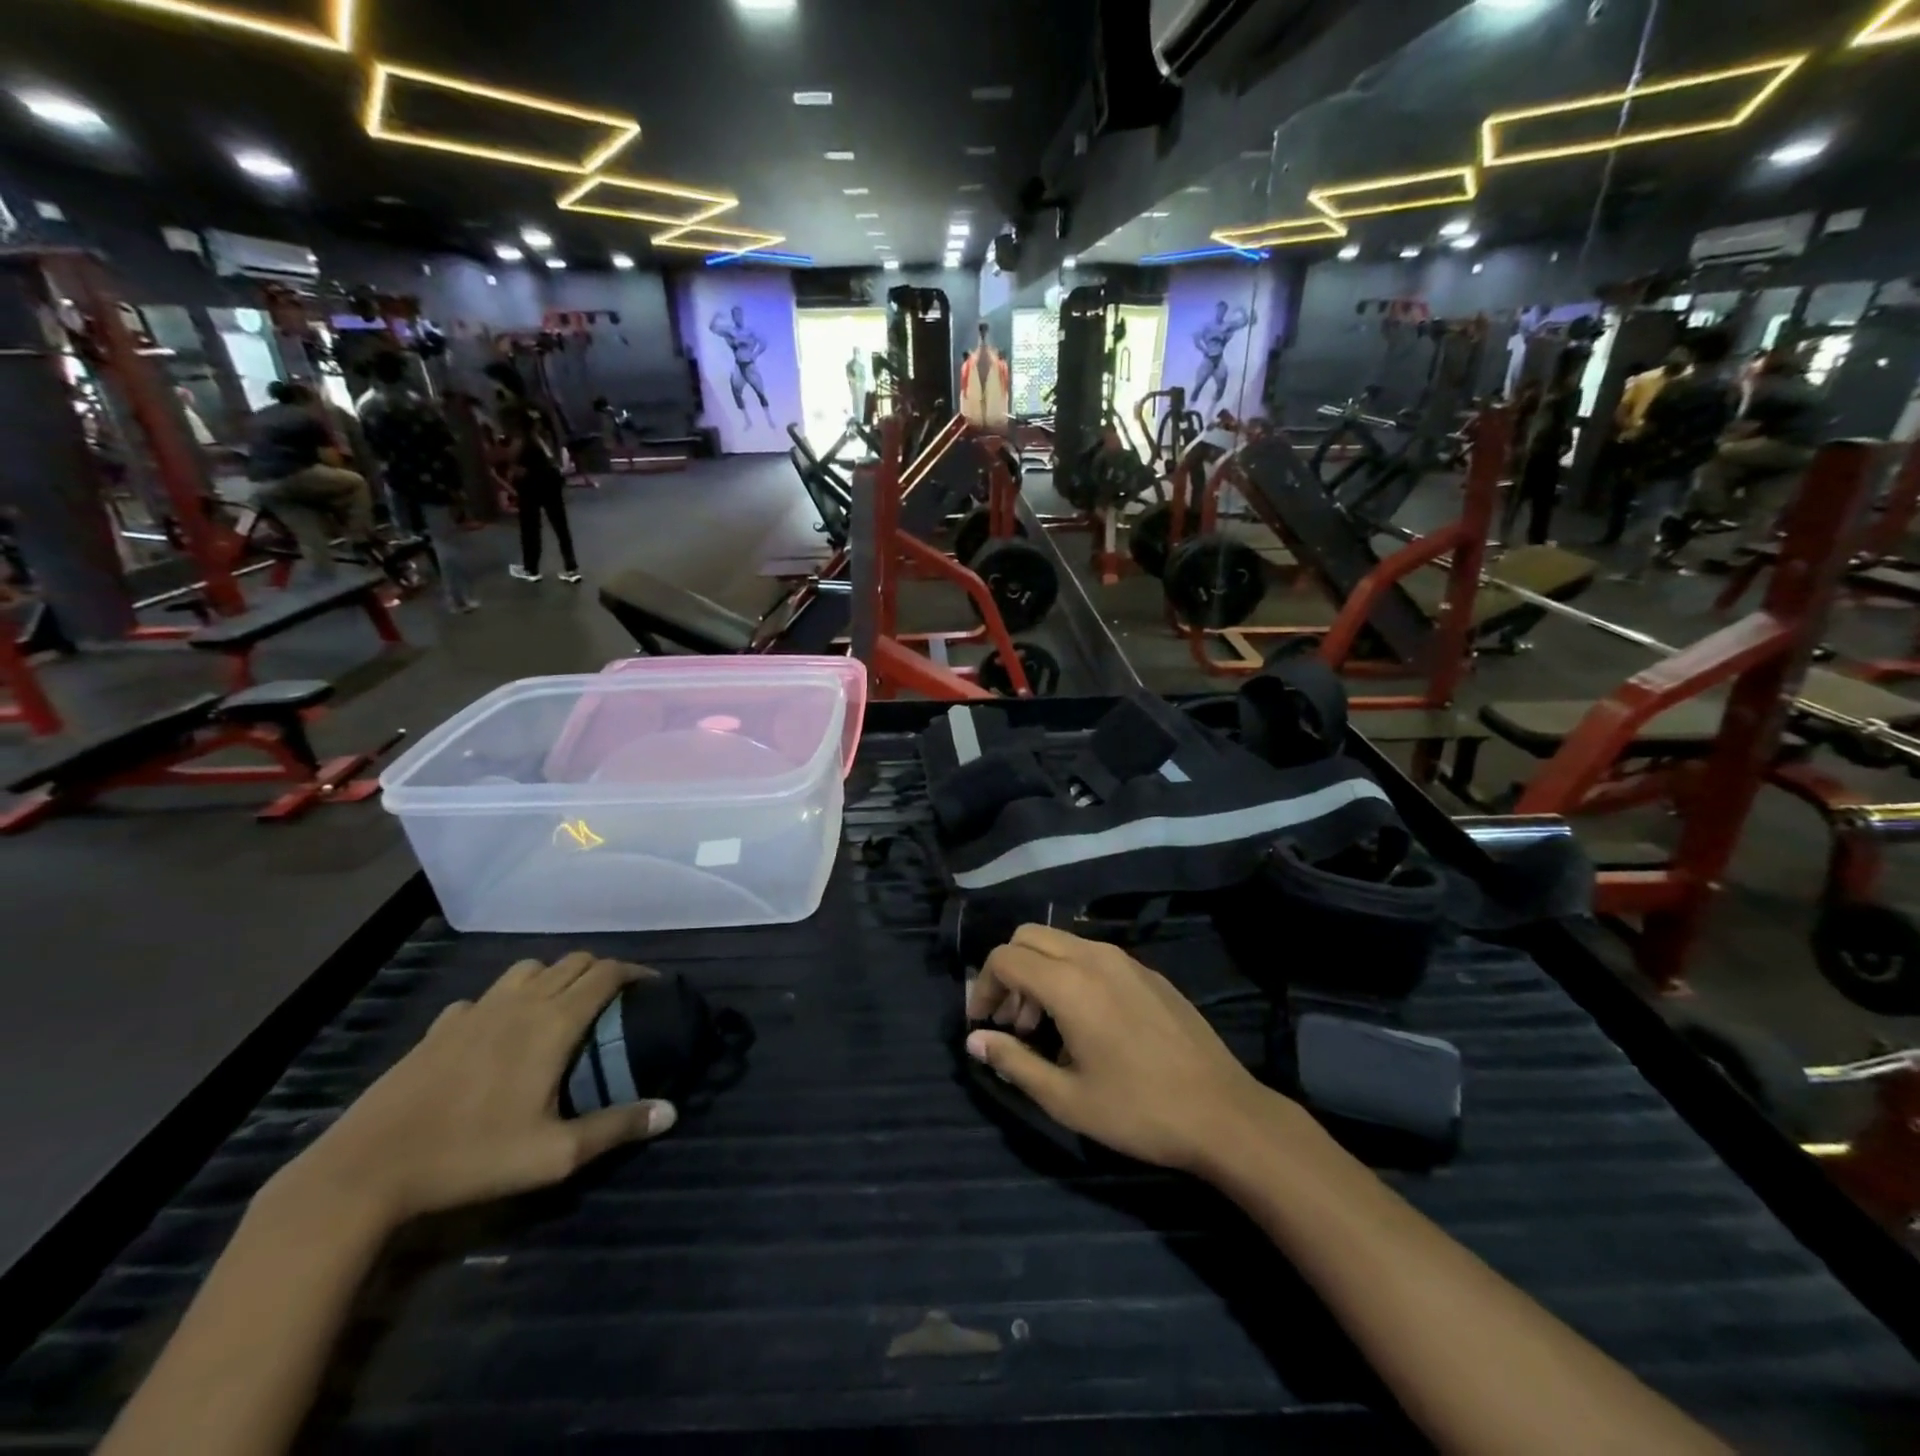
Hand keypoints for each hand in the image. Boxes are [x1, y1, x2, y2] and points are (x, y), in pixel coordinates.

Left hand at [271, 954, 675, 1228]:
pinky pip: (486, 995)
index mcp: (553, 1022)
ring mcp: (476, 1010)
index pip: (606, 973)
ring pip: (529, 968)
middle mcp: (520, 1002)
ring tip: (562, 1005)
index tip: (652, 987)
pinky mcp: (441, 1026)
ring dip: (555, 975)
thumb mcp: (554, 1154)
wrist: (367, 1170)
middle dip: (601, 970)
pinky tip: (500, 1030)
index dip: (635, 972)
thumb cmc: (471, 1157)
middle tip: (615, 999)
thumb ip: (616, 1128)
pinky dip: (507, 999)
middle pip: (573, 961)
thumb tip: (670, 1112)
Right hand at [965, 925, 1285, 1172]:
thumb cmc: (1138, 1110)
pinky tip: (1084, 1024)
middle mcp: (1094, 956)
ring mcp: (1124, 960)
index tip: (982, 1023)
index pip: (1006, 958)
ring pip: (1061, 942)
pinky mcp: (1146, 972)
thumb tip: (974, 1041)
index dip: (983, 986)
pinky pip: (1092, 956)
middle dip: (1009, 972)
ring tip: (1043, 1027)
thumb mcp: (1066, 1098)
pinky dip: (1069, 974)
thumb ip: (1014, 1062)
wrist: (1223, 1112)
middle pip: (1029, 937)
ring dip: (1039, 972)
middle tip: (1011, 1022)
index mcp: (1070, 983)